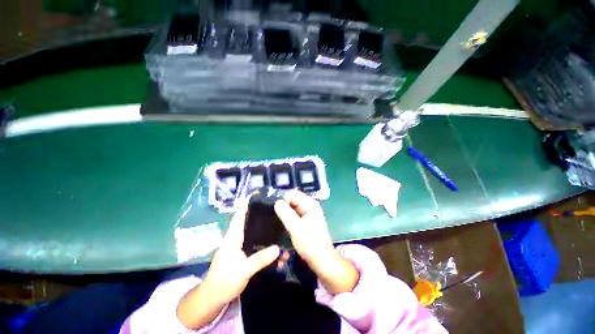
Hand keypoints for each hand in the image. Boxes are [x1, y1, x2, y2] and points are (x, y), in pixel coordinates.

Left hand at [177, 201, 279, 328]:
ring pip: (256, 231)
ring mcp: (242, 245)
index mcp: (234, 236)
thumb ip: (259, 259)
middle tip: (276, 208)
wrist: (215, 297)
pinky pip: (259, 243)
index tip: (257, 194)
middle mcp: (238, 237)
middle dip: (262, 213)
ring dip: (267, 228)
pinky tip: (279, 246)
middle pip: (251, 220)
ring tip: (281, 224)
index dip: (247, 203)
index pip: (240, 215)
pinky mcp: (246, 253)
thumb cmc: (224, 281)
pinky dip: (267, 242)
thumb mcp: (242, 271)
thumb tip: (278, 247)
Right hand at [274, 190, 358, 293]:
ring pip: (292, 207)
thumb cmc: (310, 243)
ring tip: (271, 216)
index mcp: (310, 204)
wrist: (321, 260)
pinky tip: (279, 221)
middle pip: (293, 200)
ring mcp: (308, 214)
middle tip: (269, 211)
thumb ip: (286, 214)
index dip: (282, 198)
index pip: (293, 194)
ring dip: (284, 211)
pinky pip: (294, 214)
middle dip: (282, 204)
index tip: (270, 205)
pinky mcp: (305, 221)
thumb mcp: (296, 228)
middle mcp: (310, 206)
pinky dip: (287, 216)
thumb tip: (276, 201)